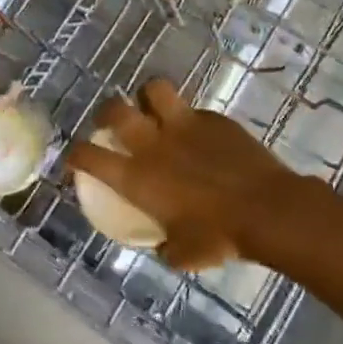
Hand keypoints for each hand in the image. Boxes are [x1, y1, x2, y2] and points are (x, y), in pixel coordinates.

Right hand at [65, 80, 301, 269]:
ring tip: (153, 109)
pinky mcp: (213, 118)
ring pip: (153, 89)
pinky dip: (189, 118)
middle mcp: (152, 144)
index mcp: (137, 178)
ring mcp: (183, 125)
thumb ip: (166, 246)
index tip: (75, 157)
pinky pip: (193, 109)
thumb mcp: (183, 254)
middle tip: (112, 122)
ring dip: (148, 97)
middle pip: (115, 110)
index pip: (90, 157)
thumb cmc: (220, 237)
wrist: (267, 210)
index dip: (76, 154)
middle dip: (106, 112)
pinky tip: (200, 135)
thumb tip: (163, 246)